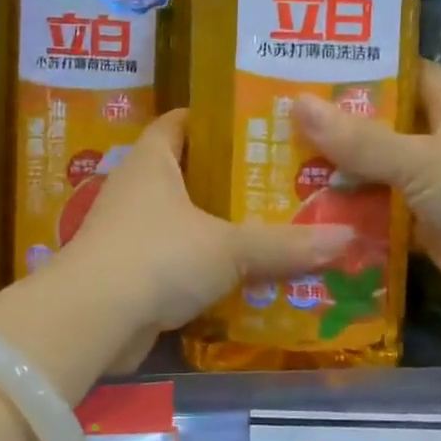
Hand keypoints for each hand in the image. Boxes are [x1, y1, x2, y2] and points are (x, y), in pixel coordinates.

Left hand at [59, 110, 355, 370]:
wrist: (93, 320)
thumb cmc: (159, 257)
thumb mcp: (229, 247)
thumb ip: (285, 244)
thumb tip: (347, 237)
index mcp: (152, 161)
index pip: (180, 122)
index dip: (215, 120)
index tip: (258, 127)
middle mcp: (135, 189)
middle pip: (187, 173)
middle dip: (229, 179)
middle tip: (281, 182)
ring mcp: (128, 233)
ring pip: (182, 220)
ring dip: (218, 227)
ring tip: (272, 228)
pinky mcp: (128, 274)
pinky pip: (174, 260)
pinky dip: (202, 266)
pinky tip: (241, 277)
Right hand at [293, 61, 440, 324]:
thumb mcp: (422, 159)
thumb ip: (360, 139)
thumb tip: (297, 103)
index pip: (405, 76)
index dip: (365, 69)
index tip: (311, 68)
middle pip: (382, 130)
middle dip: (335, 129)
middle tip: (274, 124)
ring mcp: (436, 192)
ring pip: (378, 178)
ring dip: (338, 179)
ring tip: (276, 171)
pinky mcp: (429, 233)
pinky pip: (382, 221)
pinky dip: (353, 222)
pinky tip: (308, 220)